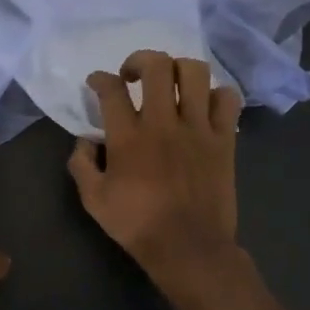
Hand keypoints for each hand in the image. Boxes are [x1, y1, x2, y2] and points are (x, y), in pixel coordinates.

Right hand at [67, 50, 243, 282]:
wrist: (189, 248)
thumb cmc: (137, 225)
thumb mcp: (93, 200)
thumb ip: (82, 164)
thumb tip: (84, 141)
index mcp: (128, 137)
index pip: (111, 89)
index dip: (99, 78)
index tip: (97, 82)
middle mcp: (163, 123)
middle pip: (156, 66)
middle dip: (140, 60)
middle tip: (133, 76)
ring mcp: (198, 128)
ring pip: (194, 73)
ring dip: (178, 70)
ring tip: (170, 84)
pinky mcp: (225, 140)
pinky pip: (227, 99)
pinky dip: (216, 94)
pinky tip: (203, 106)